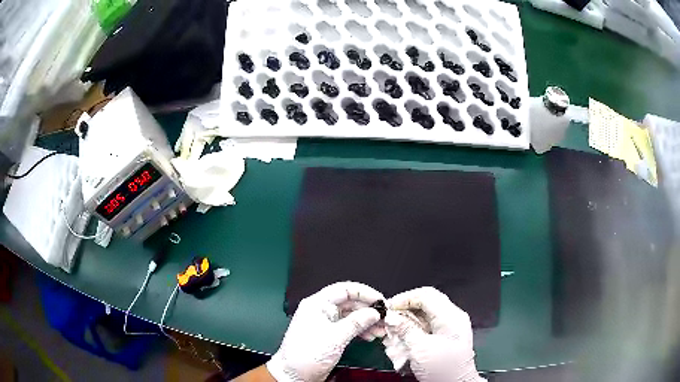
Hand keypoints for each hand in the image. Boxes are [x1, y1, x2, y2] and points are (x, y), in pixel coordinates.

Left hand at [267, 282, 383, 381]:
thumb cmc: (307, 354)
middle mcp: (321, 310)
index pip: (344, 290)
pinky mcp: (330, 335)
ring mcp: (326, 323)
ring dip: (367, 321)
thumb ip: (356, 323)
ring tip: (382, 329)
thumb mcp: (335, 337)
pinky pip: (349, 327)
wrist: (294, 374)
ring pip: (351, 316)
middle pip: (350, 303)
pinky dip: (361, 330)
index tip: (380, 300)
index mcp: (317, 304)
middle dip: (368, 310)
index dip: (364, 293)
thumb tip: (374, 312)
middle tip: (385, 316)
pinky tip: (371, 336)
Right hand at [385, 287, 485, 381]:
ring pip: (426, 314)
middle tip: (391, 318)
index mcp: (450, 316)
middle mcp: (453, 318)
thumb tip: (392, 317)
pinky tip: (404, 338)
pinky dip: (414, 329)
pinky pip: (428, 325)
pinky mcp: (446, 336)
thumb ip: (406, 330)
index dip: (405, 298)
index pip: (425, 295)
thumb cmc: (445, 369)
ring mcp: (450, 327)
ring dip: (408, 320)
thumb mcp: (420, 349)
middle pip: (426, 303)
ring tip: (395, 330)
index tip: (389, 307)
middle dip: (406, 310)